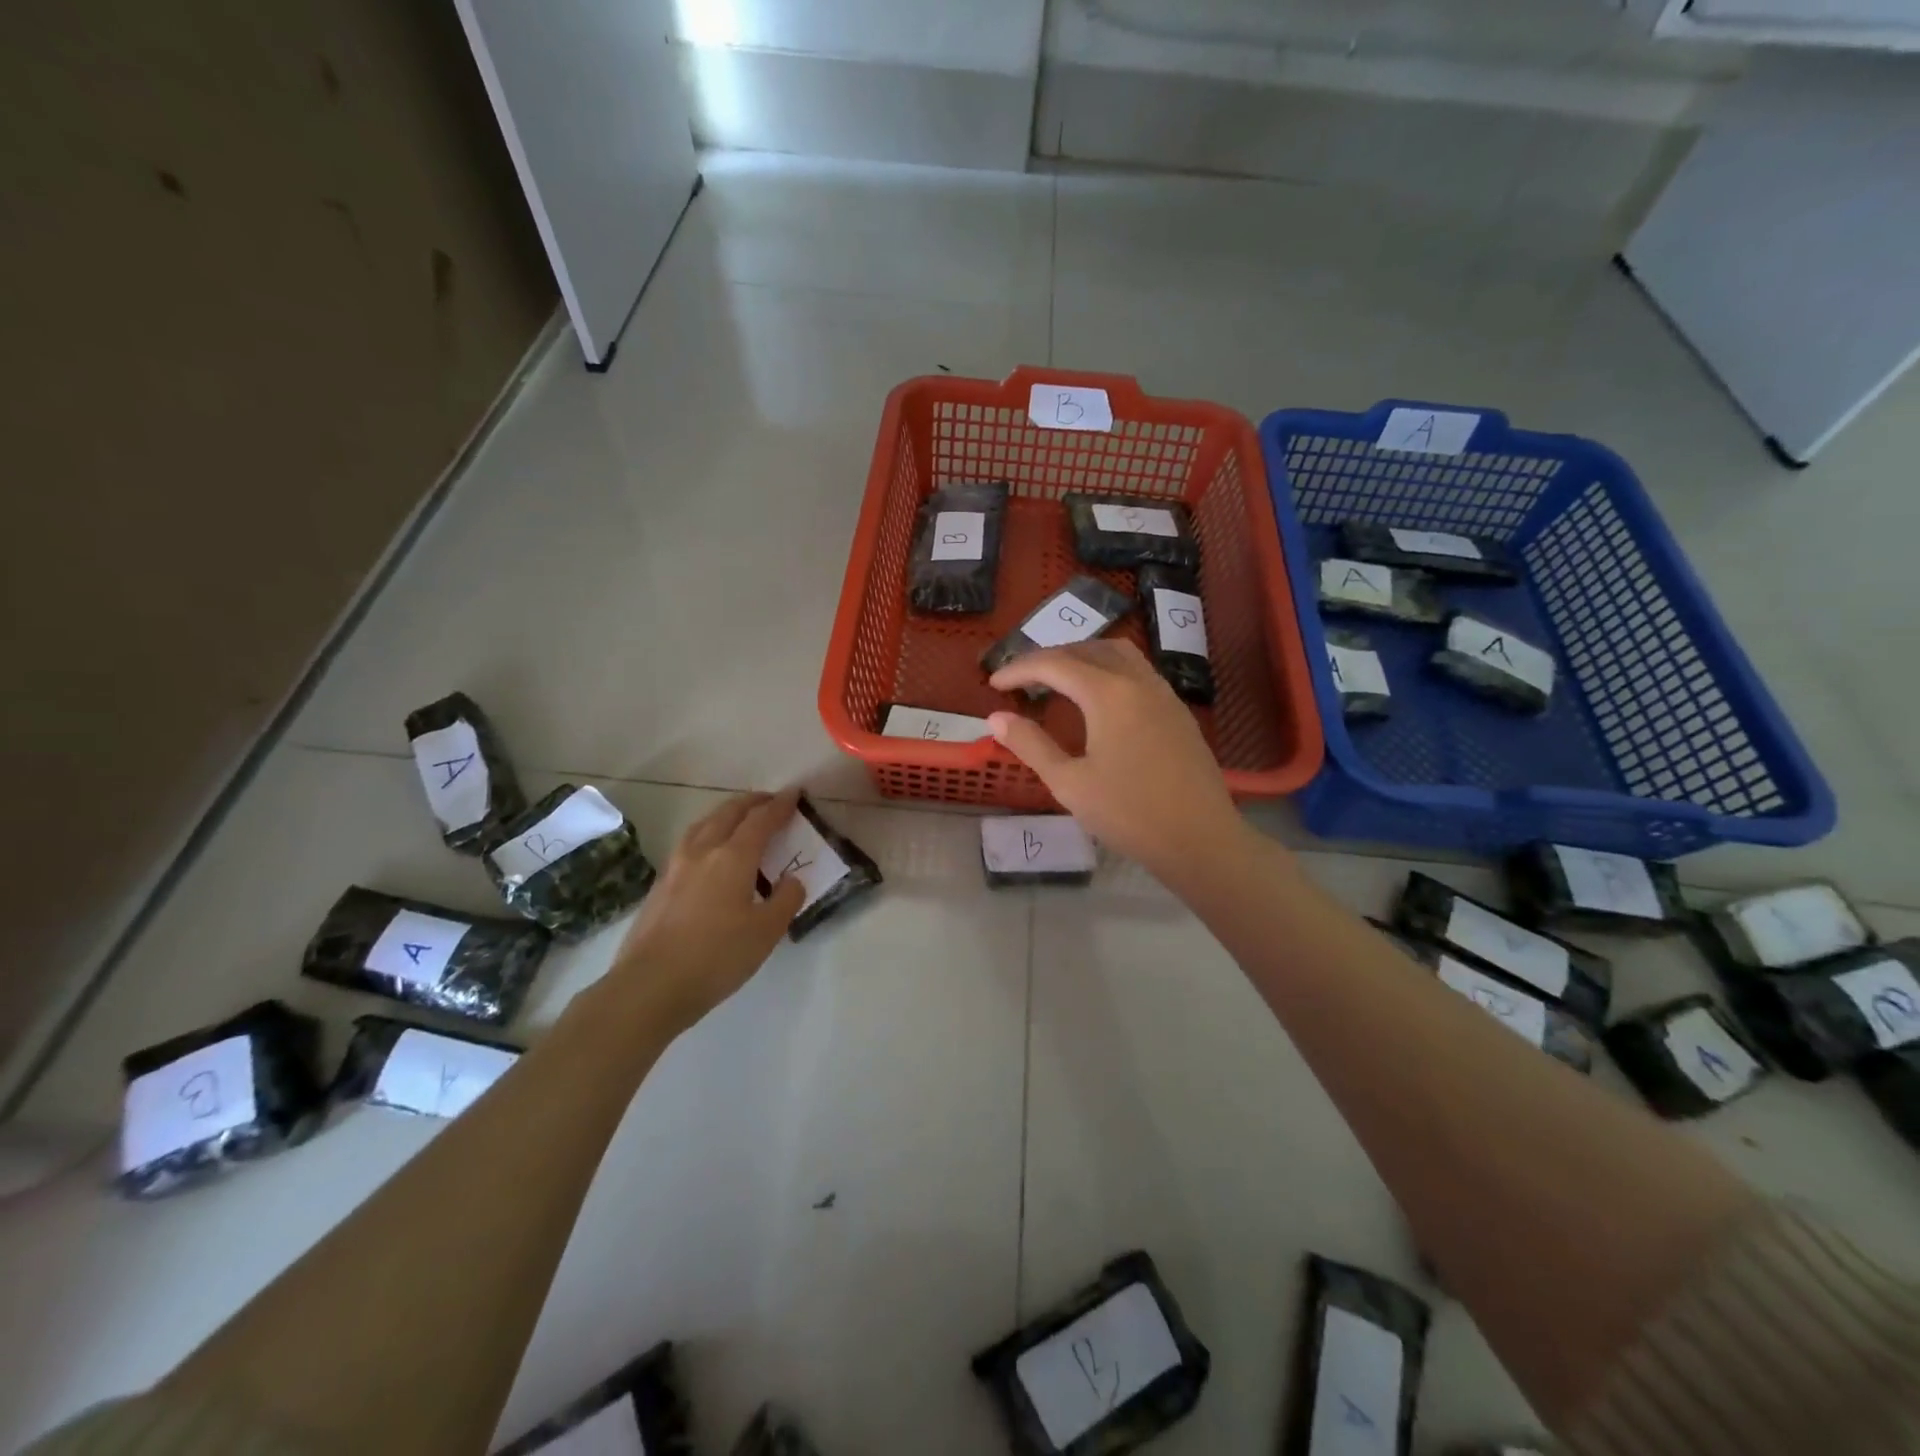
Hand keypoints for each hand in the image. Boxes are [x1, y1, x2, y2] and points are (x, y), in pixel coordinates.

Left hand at [602, 790, 805, 1034]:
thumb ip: (785, 900)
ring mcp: (675, 867)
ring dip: (726, 815)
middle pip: (728, 813)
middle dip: (752, 802)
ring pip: (703, 825)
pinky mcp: (660, 885)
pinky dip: (708, 835)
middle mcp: (702, 851)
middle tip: (770, 801)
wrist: (650, 986)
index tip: (794, 793)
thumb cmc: (716, 957)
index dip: (780, 805)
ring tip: (739, 820)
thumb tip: (792, 880)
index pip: (761, 820)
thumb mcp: (766, 932)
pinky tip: (710, 854)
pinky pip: (689, 844)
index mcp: (733, 857)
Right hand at [987, 640, 1250, 888]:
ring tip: (1059, 681)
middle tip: (1023, 681)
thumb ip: (1031, 745)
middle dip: (1050, 658)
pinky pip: (1138, 672)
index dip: (1020, 669)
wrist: (1200, 839)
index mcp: (1108, 693)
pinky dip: (1108, 671)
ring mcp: (1164, 694)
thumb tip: (996, 718)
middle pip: (1087, 650)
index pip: (1055, 664)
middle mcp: (1138, 681)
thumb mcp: (1069, 783)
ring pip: (1118, 655)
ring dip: (1083, 658)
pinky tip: (1100, 701)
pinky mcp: (1178, 711)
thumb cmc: (1129, 813)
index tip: (994, 684)